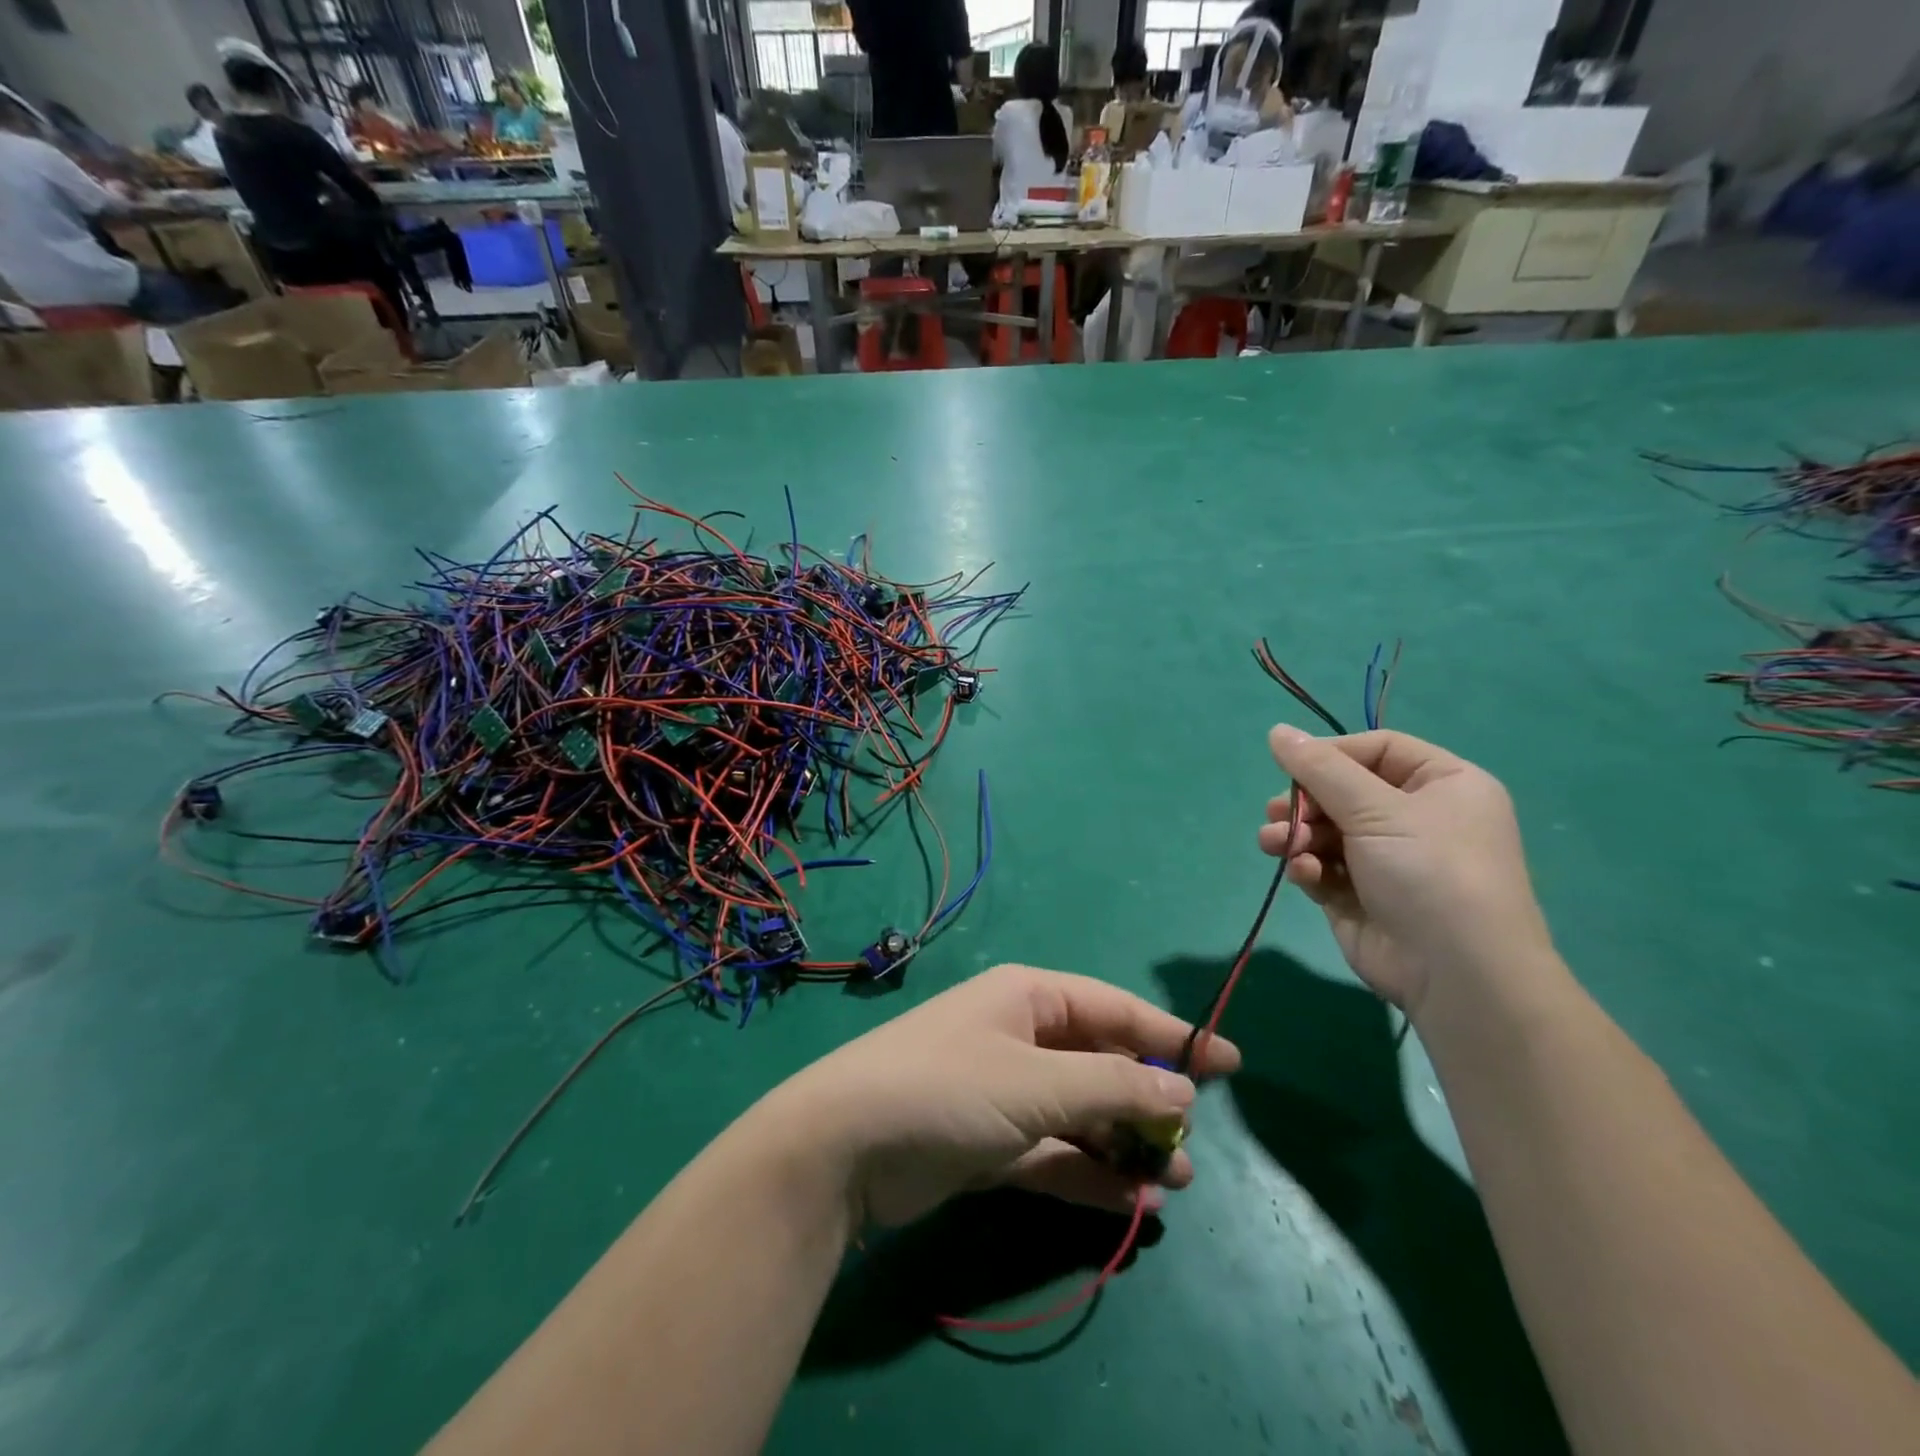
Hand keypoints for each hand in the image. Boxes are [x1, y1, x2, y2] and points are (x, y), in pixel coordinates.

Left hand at [763, 965, 1240, 1228]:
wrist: (845, 1146)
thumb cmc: (948, 1088)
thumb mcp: (1036, 1082)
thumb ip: (1111, 1084)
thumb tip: (1182, 1088)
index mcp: (1029, 998)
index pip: (1115, 1008)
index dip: (1172, 1036)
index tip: (1228, 1063)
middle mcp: (1019, 1037)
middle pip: (1100, 1062)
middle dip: (1146, 1099)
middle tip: (1190, 1141)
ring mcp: (1003, 1091)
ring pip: (1080, 1112)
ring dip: (1124, 1143)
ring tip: (1175, 1179)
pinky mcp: (989, 1142)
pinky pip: (1054, 1153)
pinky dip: (1089, 1175)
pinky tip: (1132, 1202)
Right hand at [1258, 726, 1554, 1021]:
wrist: (1457, 974)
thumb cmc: (1429, 872)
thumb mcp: (1376, 809)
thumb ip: (1320, 769)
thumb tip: (1276, 730)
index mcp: (1443, 785)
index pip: (1376, 750)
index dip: (1330, 755)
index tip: (1290, 766)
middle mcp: (1417, 818)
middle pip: (1343, 790)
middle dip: (1306, 802)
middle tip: (1279, 813)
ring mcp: (1388, 859)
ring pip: (1326, 829)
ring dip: (1296, 833)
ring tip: (1275, 843)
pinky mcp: (1360, 895)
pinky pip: (1323, 866)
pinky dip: (1307, 865)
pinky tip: (1303, 873)